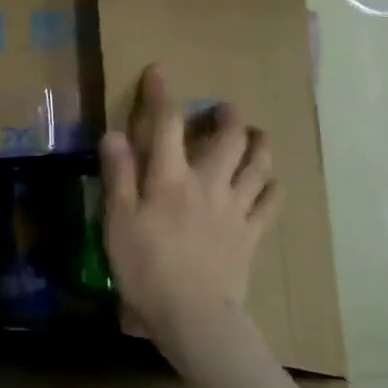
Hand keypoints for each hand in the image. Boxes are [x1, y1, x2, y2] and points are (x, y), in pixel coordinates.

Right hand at [99, 64, 280, 365]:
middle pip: (229, 138)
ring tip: (254, 135)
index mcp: (171, 178)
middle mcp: (208, 183)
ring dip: (258, 143)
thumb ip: (118, 175)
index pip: (167, 124)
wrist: (193, 315)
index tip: (159, 71)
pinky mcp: (252, 233)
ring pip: (259, 164)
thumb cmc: (145, 267)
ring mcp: (236, 208)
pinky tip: (269, 181)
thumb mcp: (117, 220)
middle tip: (221, 109)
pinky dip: (272, 185)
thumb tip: (115, 134)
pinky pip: (271, 201)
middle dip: (226, 115)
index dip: (161, 94)